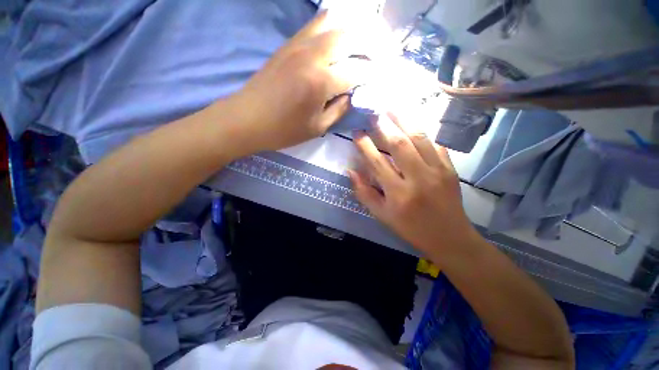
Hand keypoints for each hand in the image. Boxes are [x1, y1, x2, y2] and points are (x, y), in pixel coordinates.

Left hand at [228, 11, 367, 151]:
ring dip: (352, 30)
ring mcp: (298, 45)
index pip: (357, 71)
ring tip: (361, 44)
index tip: (381, 78)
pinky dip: (332, 27)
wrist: (247, 119)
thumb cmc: (284, 130)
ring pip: (333, 22)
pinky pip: (315, 24)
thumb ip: (340, 109)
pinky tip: (338, 39)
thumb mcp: (318, 127)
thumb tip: (353, 95)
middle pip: (350, 36)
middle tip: (378, 56)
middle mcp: (313, 55)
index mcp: (321, 82)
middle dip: (370, 44)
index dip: (373, 74)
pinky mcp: (288, 44)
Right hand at [349, 112, 478, 256]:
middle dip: (384, 126)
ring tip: (392, 108)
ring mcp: (438, 171)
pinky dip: (422, 133)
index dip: (365, 146)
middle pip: (399, 144)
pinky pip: (435, 144)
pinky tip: (413, 125)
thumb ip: (364, 193)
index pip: (377, 163)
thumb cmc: (410, 228)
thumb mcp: (382, 215)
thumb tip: (351, 171)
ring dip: (404, 121)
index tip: (357, 134)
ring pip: (419, 139)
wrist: (449, 238)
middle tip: (373, 113)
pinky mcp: (450, 169)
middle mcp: (418, 178)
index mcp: (398, 193)